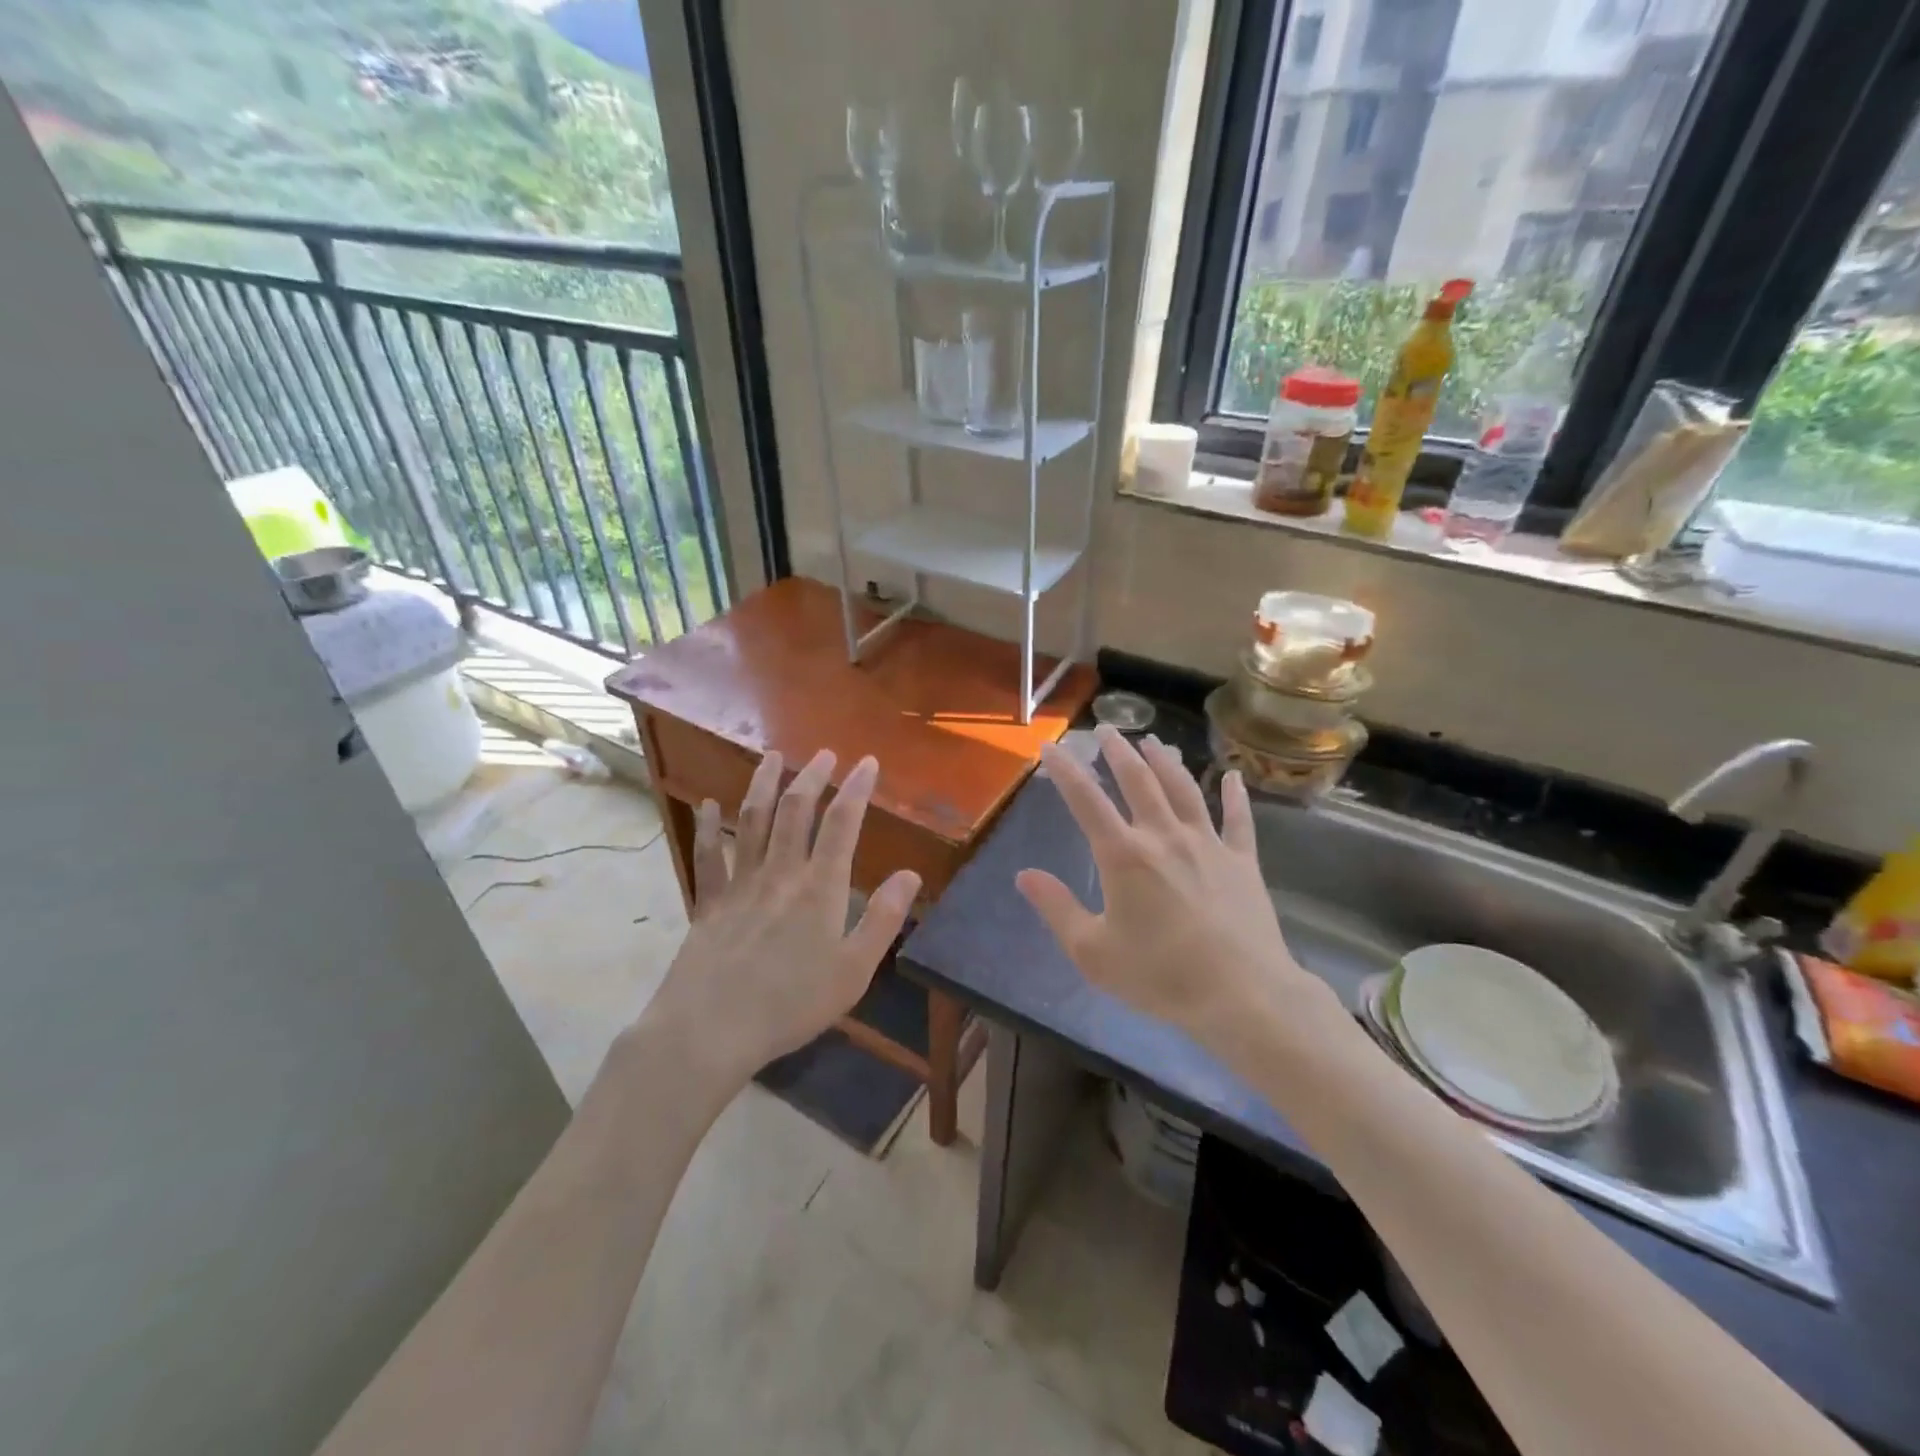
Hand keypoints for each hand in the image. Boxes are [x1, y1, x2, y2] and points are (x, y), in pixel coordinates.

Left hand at [641, 749, 919, 1085]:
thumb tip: (911, 874)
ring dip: (764, 784)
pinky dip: (708, 827)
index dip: (856, 789)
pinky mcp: (709, 902)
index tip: (867, 762)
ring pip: (752, 821)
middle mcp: (780, 873)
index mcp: (820, 888)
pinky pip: (708, 856)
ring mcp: (740, 884)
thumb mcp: (854, 970)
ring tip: (772, 757)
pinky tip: (708, 805)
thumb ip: (883, 919)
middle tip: (824, 753)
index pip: (843, 825)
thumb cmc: (792, 1004)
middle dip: (813, 777)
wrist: (712, 1029)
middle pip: (796, 811)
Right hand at [1017, 726, 1312, 1042]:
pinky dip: (1235, 795)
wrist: (1242, 996)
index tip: (1051, 746)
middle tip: (1107, 729)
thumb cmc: (1160, 976)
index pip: (1086, 800)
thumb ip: (1057, 908)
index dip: (1065, 770)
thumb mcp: (1092, 952)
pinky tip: (1234, 777)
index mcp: (1123, 855)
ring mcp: (1207, 844)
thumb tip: (1024, 874)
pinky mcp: (1242, 861)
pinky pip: (1238, 819)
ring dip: (1166, 762)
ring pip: (1183, 789)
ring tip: (1153, 742)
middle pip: (1138, 781)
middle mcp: (1163, 836)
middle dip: (1118, 752)